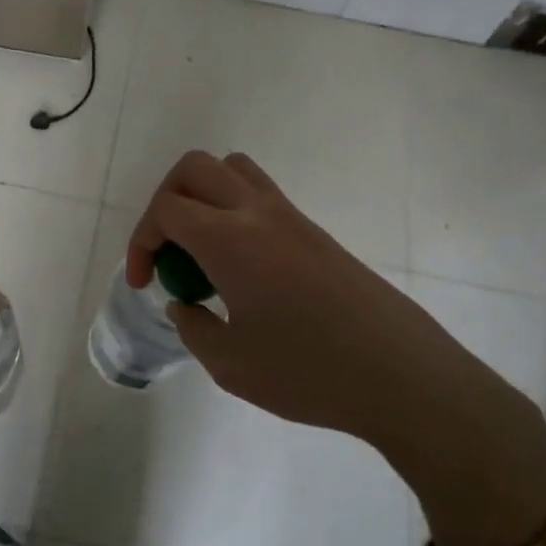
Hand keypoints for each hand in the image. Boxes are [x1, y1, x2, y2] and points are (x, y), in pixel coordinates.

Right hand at [129, 151, 545, 545]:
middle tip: (168, 254)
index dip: (141, 241)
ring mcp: (292, 218)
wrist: (404, 376)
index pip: (166, 208)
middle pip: (194, 168)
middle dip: (165, 202)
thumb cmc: (309, 372)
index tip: (144, 283)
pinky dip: (234, 212)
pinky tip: (242, 267)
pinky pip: (262, 195)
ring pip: (233, 169)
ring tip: (203, 250)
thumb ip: (193, 328)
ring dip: (203, 196)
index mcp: (230, 240)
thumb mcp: (230, 365)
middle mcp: (258, 213)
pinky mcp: (316, 233)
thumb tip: (184, 306)